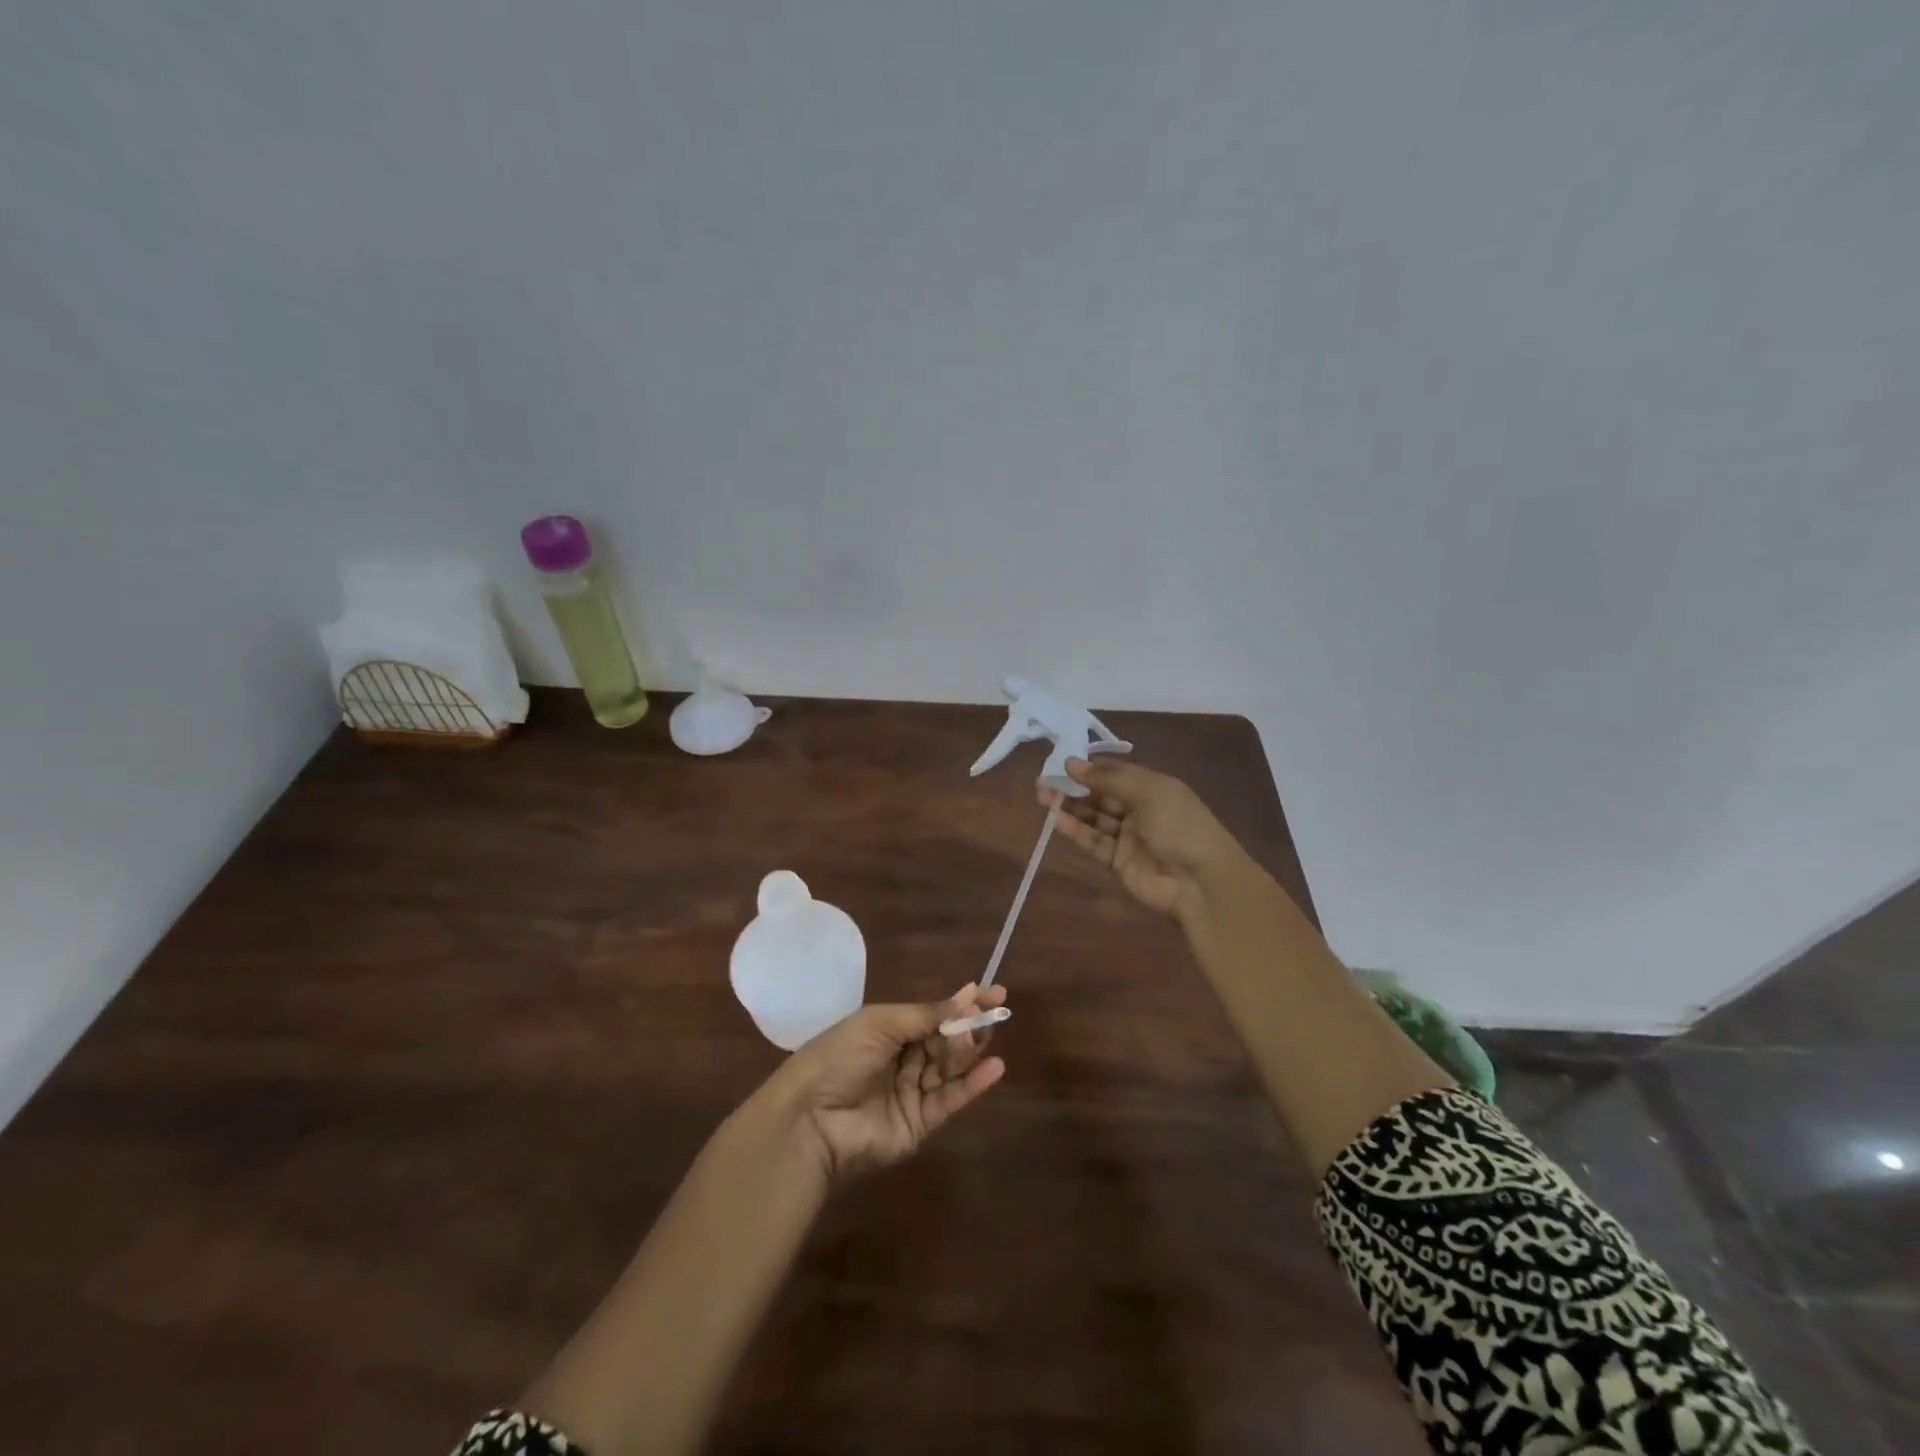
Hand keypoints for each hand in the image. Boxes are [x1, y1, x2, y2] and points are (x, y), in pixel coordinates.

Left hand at [772, 983, 1007, 1181]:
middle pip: (945, 1041)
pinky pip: (950, 1100)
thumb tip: (967, 999)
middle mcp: (903, 1060)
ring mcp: (912, 1093)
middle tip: (993, 1011)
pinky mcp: (920, 1124)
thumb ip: (925, 1015)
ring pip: (950, 1067)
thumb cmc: (839, 1056)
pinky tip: (994, 1067)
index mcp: (889, 1031)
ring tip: (983, 1033)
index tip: (993, 992)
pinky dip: (973, 1084)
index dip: (962, 1004)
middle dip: (968, 1025)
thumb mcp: (880, 1022)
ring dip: (969, 1049)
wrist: (811, 1117)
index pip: (934, 1015)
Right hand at [1042, 758, 1243, 920]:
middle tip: (1043, 781)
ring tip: (1043, 798)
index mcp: (1152, 786)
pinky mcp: (1120, 862)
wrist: (1201, 882)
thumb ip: (1107, 779)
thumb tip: (1072, 762)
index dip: (1088, 768)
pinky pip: (1095, 842)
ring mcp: (1130, 837)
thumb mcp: (1147, 792)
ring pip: (1094, 818)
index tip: (1060, 763)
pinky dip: (1077, 832)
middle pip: (1101, 795)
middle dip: (1073, 788)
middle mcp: (1140, 809)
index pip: (1114, 772)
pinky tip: (1057, 821)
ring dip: (1070, 808)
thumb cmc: (1179, 825)